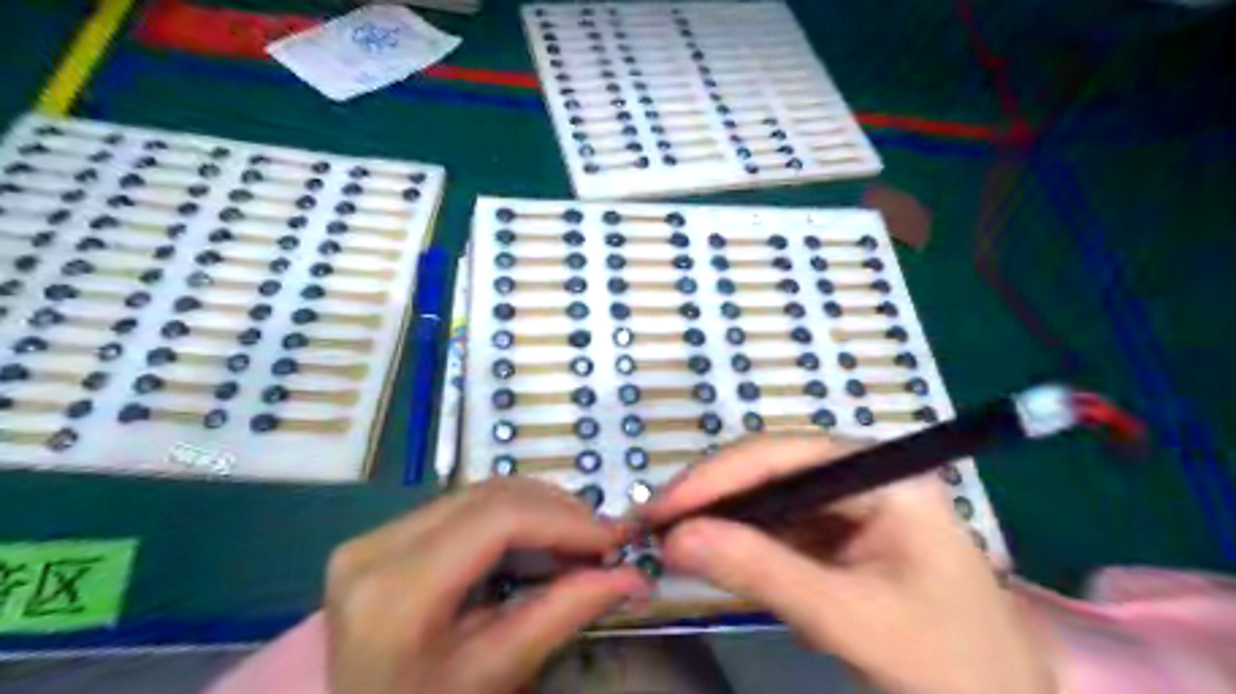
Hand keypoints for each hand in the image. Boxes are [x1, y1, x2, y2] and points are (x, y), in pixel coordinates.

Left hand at [329, 478, 651, 693]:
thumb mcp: (493, 674)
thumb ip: (562, 615)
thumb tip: (632, 577)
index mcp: (396, 590)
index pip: (497, 519)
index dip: (565, 520)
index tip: (614, 538)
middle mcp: (376, 546)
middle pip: (489, 496)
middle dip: (557, 510)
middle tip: (603, 538)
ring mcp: (373, 536)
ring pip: (478, 494)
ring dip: (537, 508)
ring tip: (577, 539)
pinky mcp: (382, 537)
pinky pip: (461, 507)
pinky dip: (510, 516)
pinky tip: (537, 539)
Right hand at [643, 437, 1056, 693]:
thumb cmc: (950, 669)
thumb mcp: (849, 620)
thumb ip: (761, 573)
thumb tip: (676, 539)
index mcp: (884, 476)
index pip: (784, 456)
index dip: (717, 476)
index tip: (662, 509)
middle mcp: (865, 476)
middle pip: (772, 469)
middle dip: (713, 496)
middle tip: (655, 526)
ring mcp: (852, 505)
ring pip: (770, 498)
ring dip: (722, 519)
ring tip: (672, 540)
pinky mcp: (841, 535)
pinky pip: (780, 527)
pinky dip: (743, 542)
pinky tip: (713, 555)